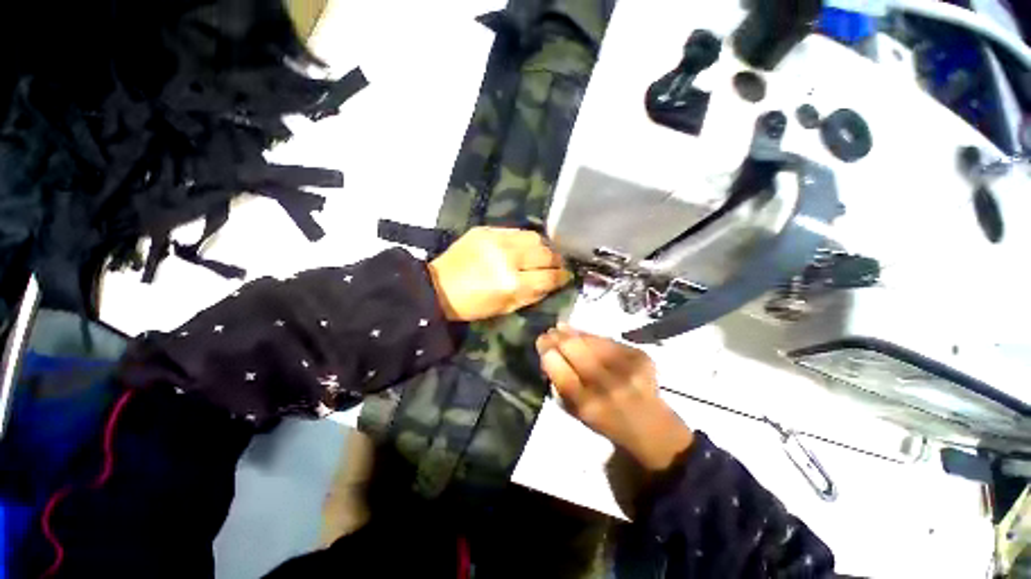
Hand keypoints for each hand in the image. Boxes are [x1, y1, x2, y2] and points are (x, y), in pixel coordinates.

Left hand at [428, 227, 571, 321]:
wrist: (438, 286)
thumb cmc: (472, 305)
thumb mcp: (505, 308)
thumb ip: (532, 295)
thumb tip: (553, 282)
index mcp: (511, 283)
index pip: (548, 276)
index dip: (561, 276)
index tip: (566, 276)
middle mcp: (507, 258)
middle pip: (546, 253)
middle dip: (556, 259)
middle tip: (557, 264)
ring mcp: (496, 240)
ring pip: (534, 237)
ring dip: (543, 246)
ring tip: (542, 253)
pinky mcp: (486, 229)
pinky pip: (516, 230)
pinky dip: (525, 239)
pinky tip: (524, 246)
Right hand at [536, 325, 693, 471]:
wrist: (653, 428)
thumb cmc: (607, 423)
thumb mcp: (577, 413)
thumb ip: (560, 385)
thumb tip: (549, 354)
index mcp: (588, 405)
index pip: (560, 370)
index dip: (548, 352)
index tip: (541, 342)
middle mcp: (607, 385)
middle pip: (574, 348)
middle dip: (557, 337)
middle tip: (548, 332)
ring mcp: (626, 367)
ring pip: (590, 339)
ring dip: (572, 332)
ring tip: (561, 327)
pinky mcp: (639, 355)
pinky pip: (606, 339)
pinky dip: (591, 336)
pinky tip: (582, 334)